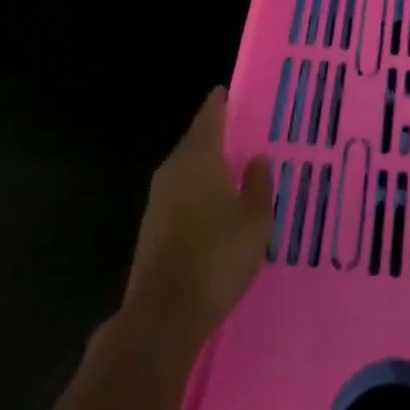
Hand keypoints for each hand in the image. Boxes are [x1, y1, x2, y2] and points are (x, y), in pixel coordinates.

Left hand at [120, 87, 272, 353]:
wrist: (163, 316)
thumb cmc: (216, 256)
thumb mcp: (255, 219)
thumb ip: (259, 183)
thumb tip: (258, 158)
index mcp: (199, 156)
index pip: (209, 116)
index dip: (220, 103)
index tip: (228, 93)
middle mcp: (173, 169)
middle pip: (194, 142)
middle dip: (214, 136)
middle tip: (237, 132)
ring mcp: (157, 201)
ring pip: (184, 170)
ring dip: (203, 167)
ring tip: (229, 170)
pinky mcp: (150, 231)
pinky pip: (178, 197)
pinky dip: (194, 194)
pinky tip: (210, 209)